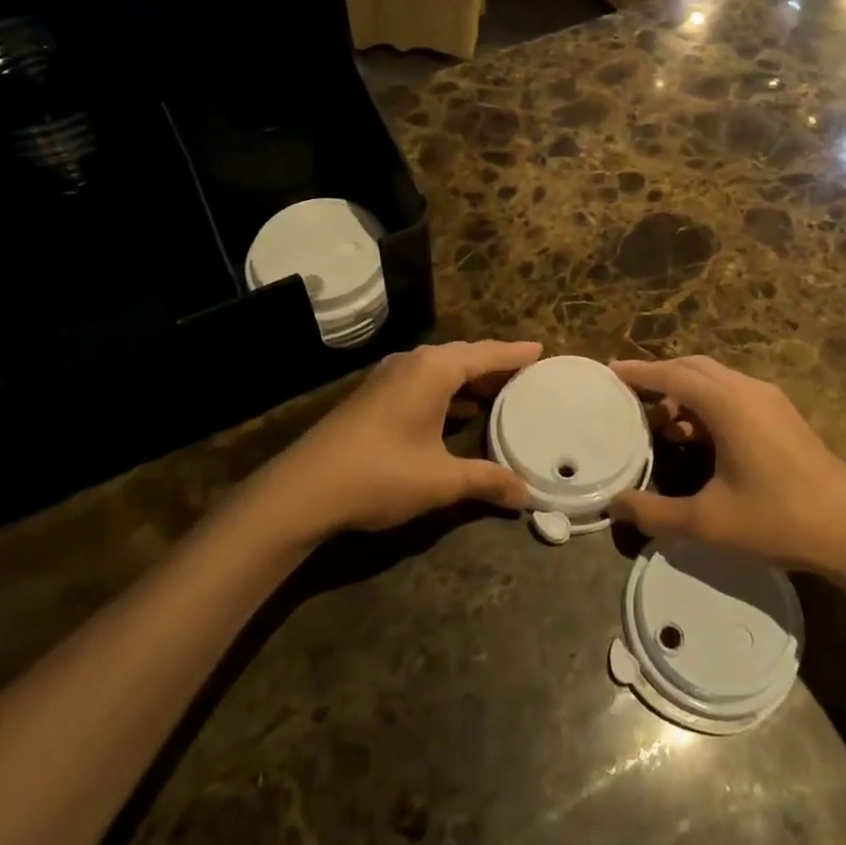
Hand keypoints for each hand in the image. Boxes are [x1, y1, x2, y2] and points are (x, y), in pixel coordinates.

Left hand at [266, 340, 540, 534]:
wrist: (305, 489)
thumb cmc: (381, 474)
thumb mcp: (441, 480)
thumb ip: (486, 482)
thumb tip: (526, 495)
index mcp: (434, 369)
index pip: (486, 354)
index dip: (514, 353)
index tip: (540, 349)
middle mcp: (412, 363)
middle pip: (463, 357)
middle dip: (494, 366)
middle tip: (525, 375)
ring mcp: (388, 378)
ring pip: (440, 370)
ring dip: (468, 381)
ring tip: (498, 394)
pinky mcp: (373, 396)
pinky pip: (422, 382)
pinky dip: (446, 393)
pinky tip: (457, 414)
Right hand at [609, 356, 845, 575]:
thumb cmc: (778, 519)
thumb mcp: (708, 522)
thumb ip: (655, 513)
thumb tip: (614, 506)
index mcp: (728, 404)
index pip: (672, 375)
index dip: (639, 372)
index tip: (610, 370)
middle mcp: (748, 390)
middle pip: (694, 368)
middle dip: (660, 377)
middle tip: (630, 397)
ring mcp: (770, 401)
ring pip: (716, 380)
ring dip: (685, 392)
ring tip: (662, 425)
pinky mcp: (783, 416)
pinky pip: (734, 394)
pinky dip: (707, 403)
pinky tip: (699, 438)